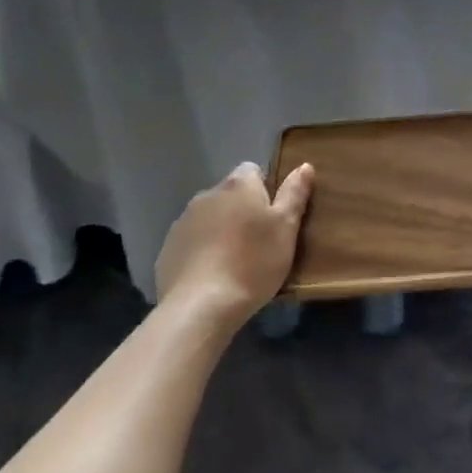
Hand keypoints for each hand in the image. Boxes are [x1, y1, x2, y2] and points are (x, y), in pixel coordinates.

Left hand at [155, 162, 314, 326]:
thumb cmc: (252, 263)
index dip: (265, 189)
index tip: (273, 216)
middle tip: (258, 241)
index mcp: (238, 185)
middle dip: (242, 210)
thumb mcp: (286, 228)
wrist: (199, 307)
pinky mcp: (167, 249)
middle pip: (230, 194)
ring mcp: (183, 222)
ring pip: (209, 218)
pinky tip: (211, 276)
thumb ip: (295, 194)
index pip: (253, 170)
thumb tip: (305, 165)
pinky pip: (191, 242)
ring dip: (220, 230)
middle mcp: (207, 195)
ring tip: (234, 262)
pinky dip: (201, 251)